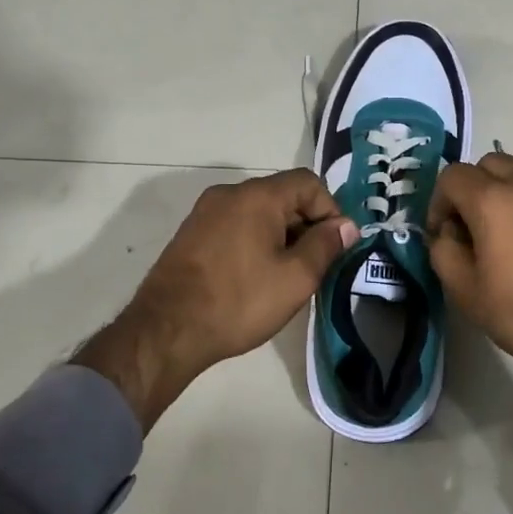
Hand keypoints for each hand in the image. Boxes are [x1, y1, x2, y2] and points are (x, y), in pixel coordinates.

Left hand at [74, 170, 358, 429]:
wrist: (167, 330)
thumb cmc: (239, 302)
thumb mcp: (295, 278)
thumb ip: (325, 246)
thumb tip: (345, 226)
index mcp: (257, 196)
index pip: (308, 183)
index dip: (330, 210)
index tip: (336, 247)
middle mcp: (228, 194)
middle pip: (282, 195)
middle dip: (306, 225)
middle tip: (316, 266)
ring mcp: (205, 213)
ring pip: (258, 213)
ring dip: (281, 236)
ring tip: (287, 276)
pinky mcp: (191, 234)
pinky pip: (235, 226)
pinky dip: (254, 242)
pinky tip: (255, 278)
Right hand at [427, 153, 512, 452]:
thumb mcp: (468, 293)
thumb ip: (444, 253)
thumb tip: (447, 234)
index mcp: (493, 200)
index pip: (452, 176)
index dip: (439, 202)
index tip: (444, 234)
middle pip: (490, 164)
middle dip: (473, 189)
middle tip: (473, 228)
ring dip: (507, 189)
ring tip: (508, 229)